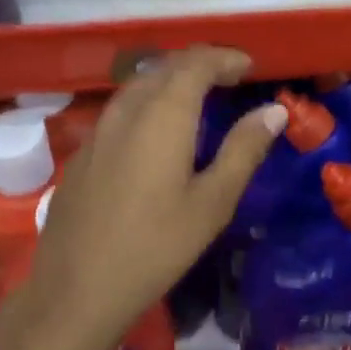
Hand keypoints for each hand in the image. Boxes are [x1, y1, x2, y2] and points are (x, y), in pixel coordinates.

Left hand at [0, 47, 287, 349]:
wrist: (76, 291)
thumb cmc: (156, 247)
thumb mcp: (212, 202)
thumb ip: (243, 150)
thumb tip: (274, 111)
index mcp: (162, 114)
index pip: (195, 63)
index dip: (224, 58)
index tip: (249, 66)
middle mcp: (127, 110)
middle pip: (164, 67)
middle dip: (199, 64)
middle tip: (229, 78)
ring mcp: (98, 130)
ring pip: (139, 86)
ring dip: (171, 80)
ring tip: (199, 98)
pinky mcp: (83, 153)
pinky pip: (121, 109)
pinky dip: (149, 103)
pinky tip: (158, 132)